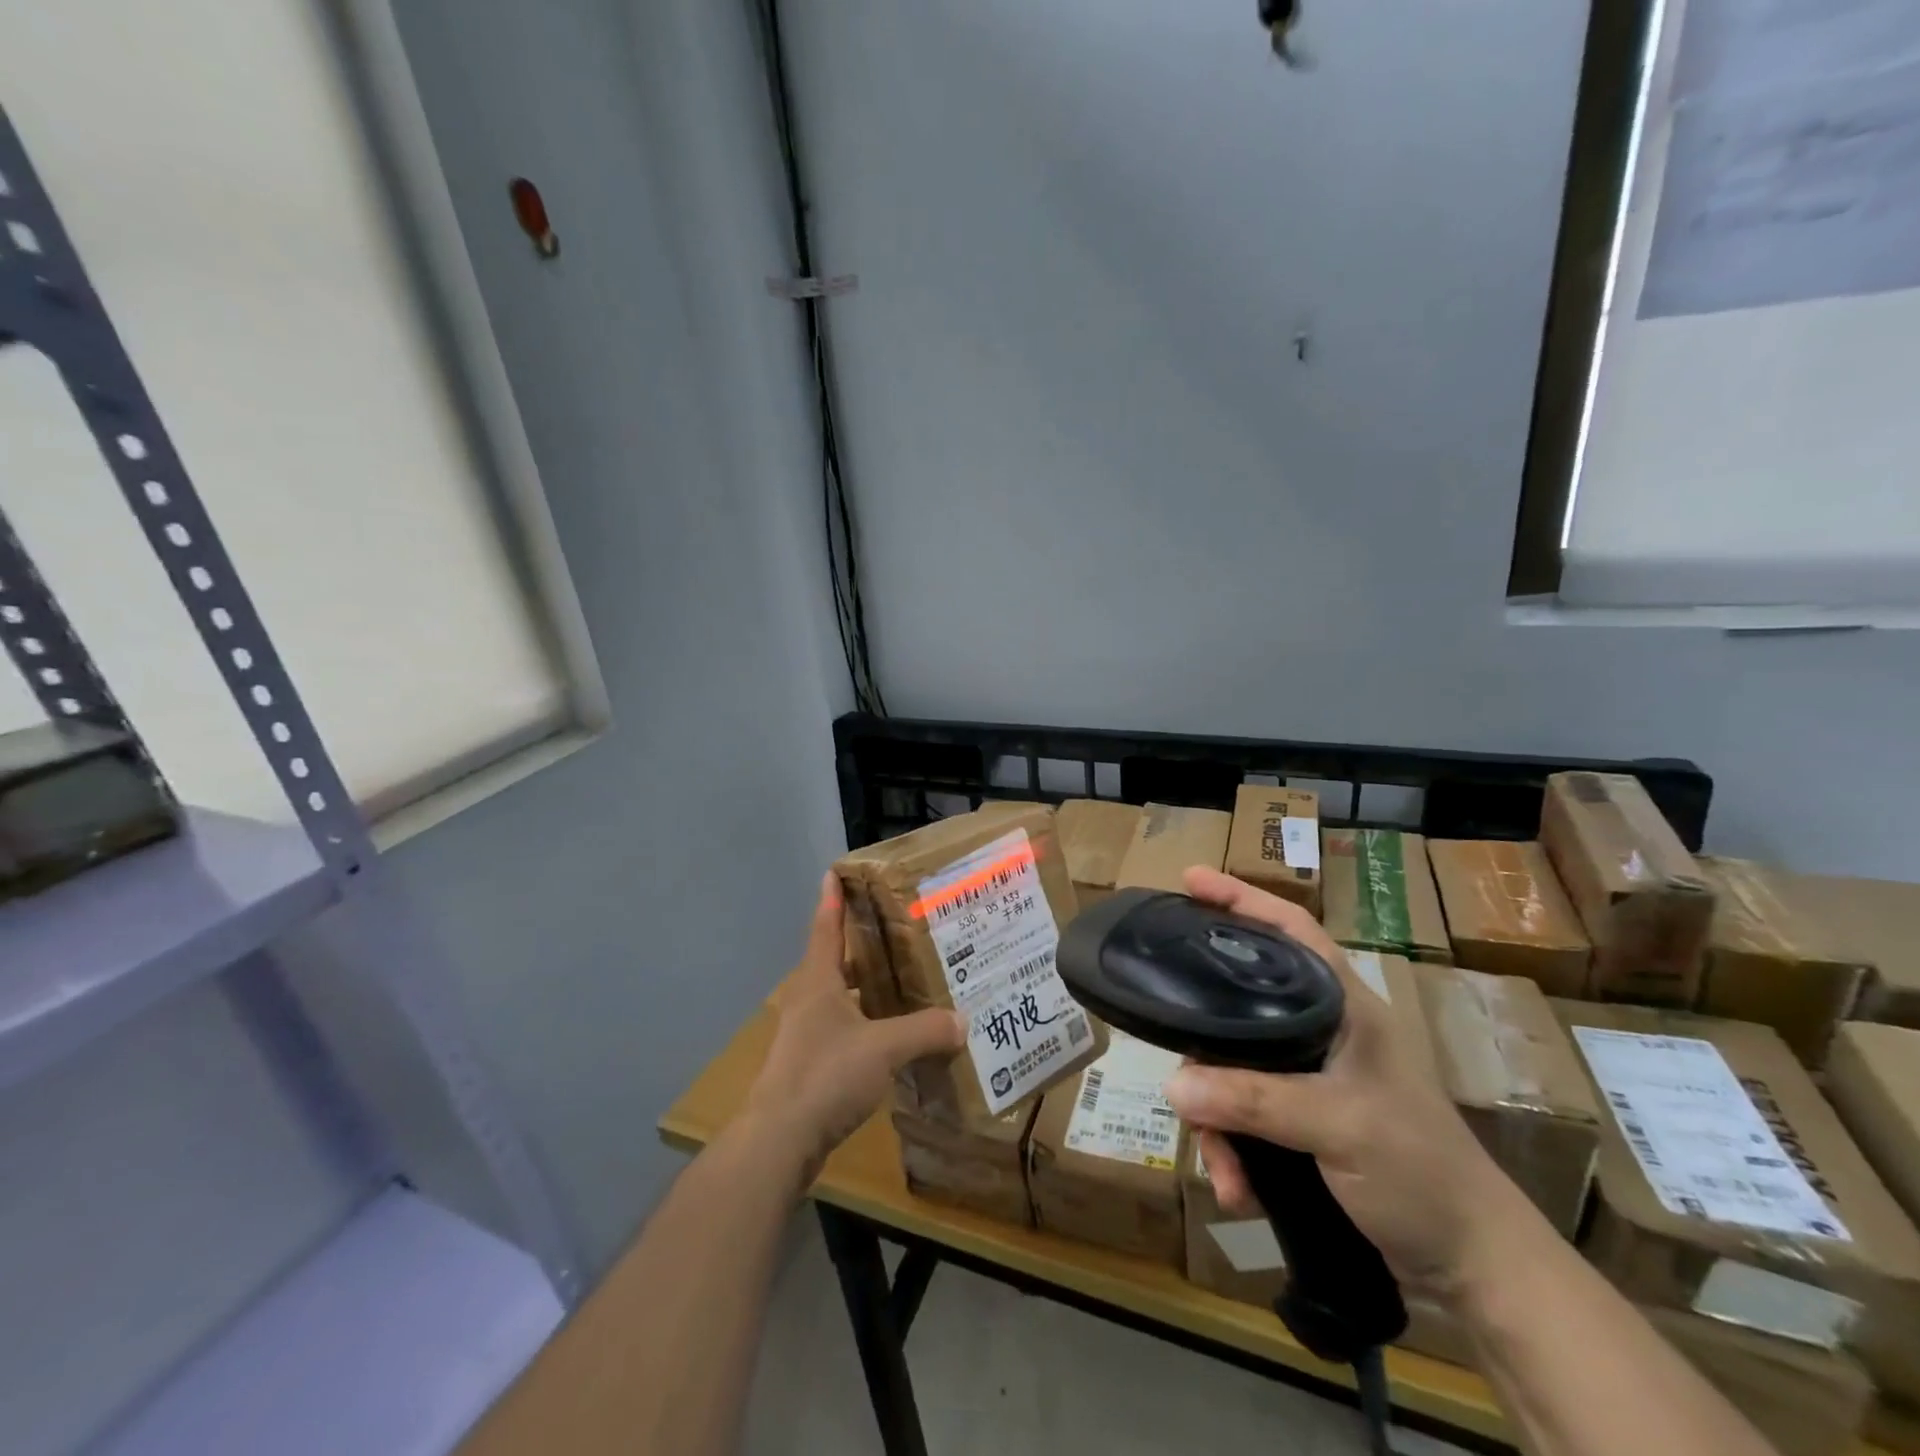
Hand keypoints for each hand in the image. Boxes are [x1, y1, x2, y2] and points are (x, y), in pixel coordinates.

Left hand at [745, 873, 965, 1185]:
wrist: (779, 1141)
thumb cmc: (826, 1075)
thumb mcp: (884, 1047)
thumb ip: (925, 1031)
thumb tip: (964, 1020)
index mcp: (818, 982)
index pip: (826, 927)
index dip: (832, 898)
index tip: (835, 871)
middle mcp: (809, 1001)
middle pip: (835, 961)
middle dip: (861, 945)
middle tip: (896, 930)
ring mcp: (805, 1035)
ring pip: (840, 998)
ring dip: (865, 988)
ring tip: (902, 981)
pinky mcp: (809, 1066)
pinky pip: (843, 1031)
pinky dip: (865, 1024)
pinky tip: (891, 1036)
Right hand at [1161, 866, 1526, 1301]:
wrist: (1473, 1266)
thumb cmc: (1420, 1170)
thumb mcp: (1338, 1125)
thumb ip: (1254, 1100)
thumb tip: (1172, 1085)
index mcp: (1344, 1006)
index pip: (1289, 929)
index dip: (1241, 898)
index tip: (1190, 879)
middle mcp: (1323, 1030)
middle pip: (1240, 1008)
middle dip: (1205, 1052)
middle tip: (1179, 1078)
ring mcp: (1311, 1076)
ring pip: (1235, 1069)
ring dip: (1218, 1121)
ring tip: (1220, 1165)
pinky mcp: (1304, 1119)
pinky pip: (1245, 1115)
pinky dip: (1234, 1149)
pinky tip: (1237, 1188)